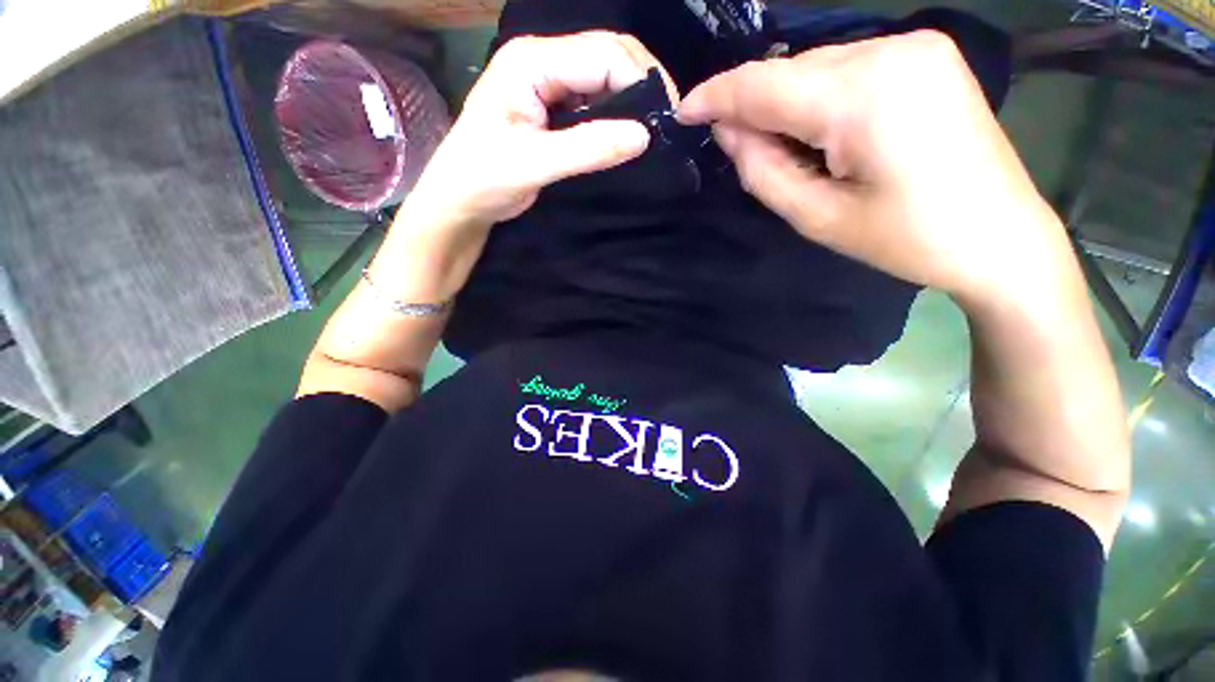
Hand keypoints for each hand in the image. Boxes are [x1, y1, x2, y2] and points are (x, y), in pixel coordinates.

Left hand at [410, 31, 677, 227]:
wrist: (460, 199)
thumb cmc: (484, 178)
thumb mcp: (535, 163)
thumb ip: (588, 148)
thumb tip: (644, 136)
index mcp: (532, 62)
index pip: (602, 54)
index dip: (641, 80)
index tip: (666, 118)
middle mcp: (542, 61)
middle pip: (607, 56)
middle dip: (641, 86)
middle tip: (664, 125)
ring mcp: (548, 83)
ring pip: (604, 79)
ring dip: (631, 101)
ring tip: (651, 131)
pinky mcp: (553, 107)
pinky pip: (595, 102)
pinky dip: (616, 116)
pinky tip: (626, 135)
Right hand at [678, 31, 1072, 308]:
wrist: (1001, 237)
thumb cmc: (907, 239)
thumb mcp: (818, 217)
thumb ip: (763, 170)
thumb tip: (729, 131)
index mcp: (864, 95)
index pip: (766, 83)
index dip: (717, 96)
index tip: (684, 111)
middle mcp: (891, 50)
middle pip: (792, 71)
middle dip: (756, 109)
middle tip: (743, 152)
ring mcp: (916, 45)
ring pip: (818, 67)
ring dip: (788, 105)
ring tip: (791, 152)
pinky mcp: (927, 55)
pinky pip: (848, 67)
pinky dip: (820, 98)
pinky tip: (825, 133)